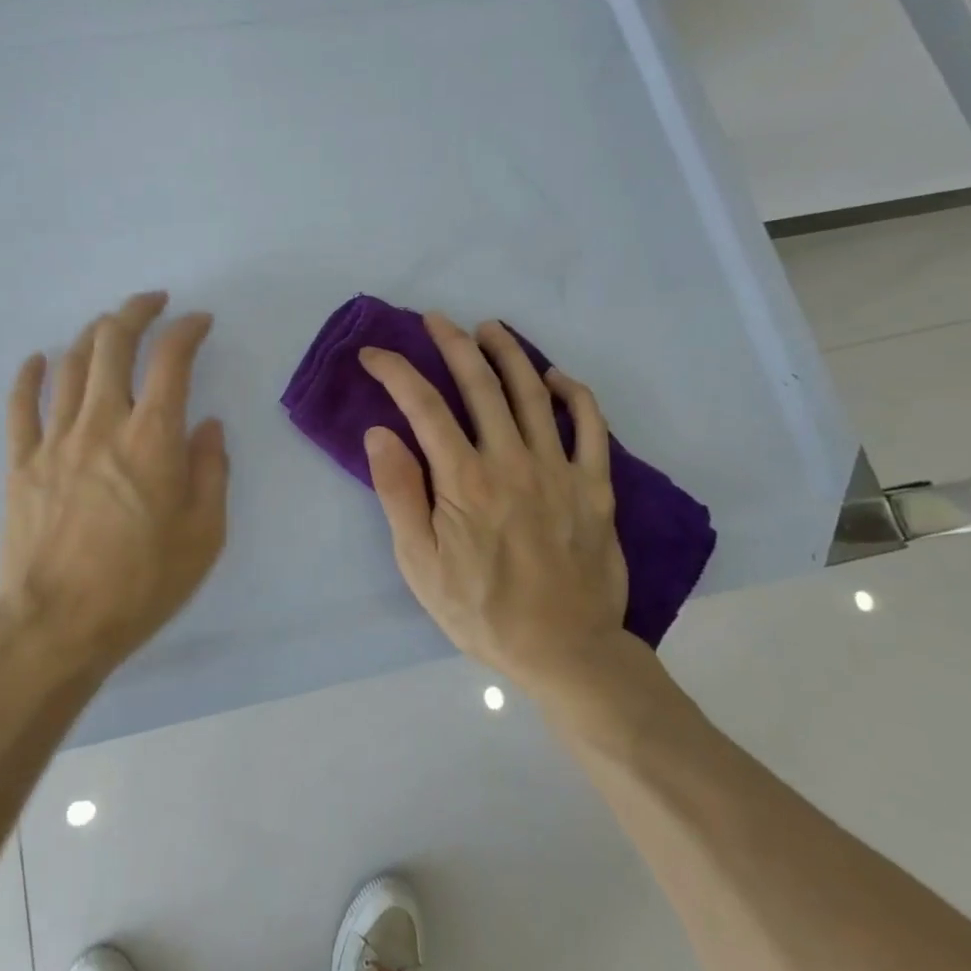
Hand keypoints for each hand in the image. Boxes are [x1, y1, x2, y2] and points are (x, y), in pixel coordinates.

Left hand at [0, 291, 229, 679]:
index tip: (199, 322)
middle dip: (136, 311)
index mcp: (152, 437)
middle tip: (152, 302)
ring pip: (71, 364)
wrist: (57, 624)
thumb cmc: (141, 583)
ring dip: (92, 335)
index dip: (187, 329)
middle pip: (113, 343)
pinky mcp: (21, 461)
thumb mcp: (204, 534)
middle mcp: (102, 422)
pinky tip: (38, 359)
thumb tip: (208, 428)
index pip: (171, 359)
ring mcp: (55, 438)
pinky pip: (20, 405)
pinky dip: (30, 375)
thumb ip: (210, 472)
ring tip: (108, 327)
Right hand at [360, 313, 630, 695]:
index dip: (396, 371)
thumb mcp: (420, 564)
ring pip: (533, 392)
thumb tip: (381, 433)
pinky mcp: (595, 486)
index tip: (375, 354)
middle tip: (435, 319)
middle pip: (479, 384)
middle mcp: (512, 461)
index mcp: (464, 480)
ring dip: (509, 353)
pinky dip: (574, 394)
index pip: (424, 406)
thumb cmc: (480, 610)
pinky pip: (591, 426)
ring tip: (489, 328)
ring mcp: (559, 470)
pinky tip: (556, 378)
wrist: (565, 651)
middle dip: (452, 344)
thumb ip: (400, 494)